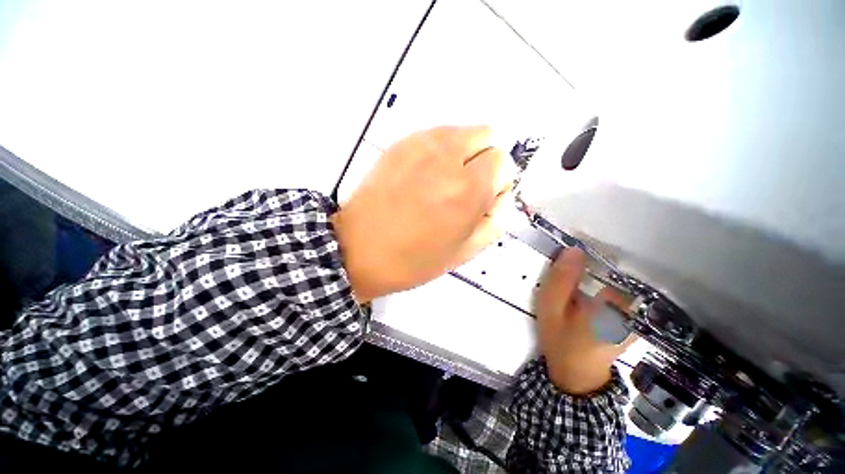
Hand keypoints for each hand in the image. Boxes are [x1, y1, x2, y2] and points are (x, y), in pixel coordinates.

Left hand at [332, 126, 516, 301]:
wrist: (359, 249)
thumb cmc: (413, 259)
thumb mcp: (465, 252)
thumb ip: (495, 221)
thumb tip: (500, 196)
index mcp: (467, 190)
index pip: (504, 162)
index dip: (497, 183)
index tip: (481, 201)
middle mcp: (447, 159)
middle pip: (487, 136)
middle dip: (483, 162)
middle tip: (465, 190)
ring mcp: (420, 145)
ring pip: (461, 131)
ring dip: (463, 153)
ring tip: (443, 183)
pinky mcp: (400, 144)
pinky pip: (435, 135)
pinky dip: (440, 150)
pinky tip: (424, 176)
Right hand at [537, 248, 635, 394]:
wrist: (574, 375)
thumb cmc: (561, 341)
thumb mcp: (551, 309)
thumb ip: (561, 280)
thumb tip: (573, 249)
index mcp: (613, 306)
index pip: (606, 266)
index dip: (586, 257)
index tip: (568, 256)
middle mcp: (630, 308)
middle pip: (610, 273)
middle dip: (588, 267)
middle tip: (565, 272)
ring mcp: (632, 315)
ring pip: (613, 283)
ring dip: (593, 276)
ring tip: (572, 282)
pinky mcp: (628, 319)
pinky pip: (614, 293)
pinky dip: (599, 287)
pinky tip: (584, 294)